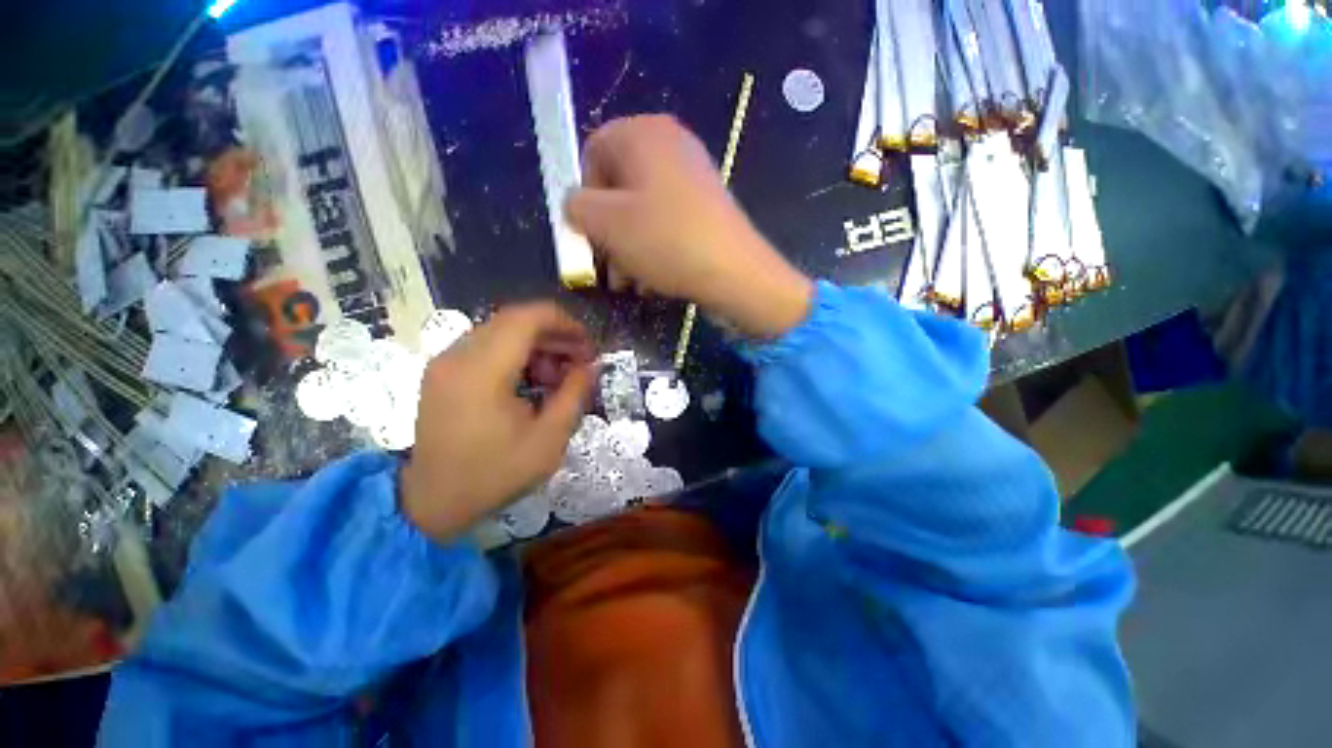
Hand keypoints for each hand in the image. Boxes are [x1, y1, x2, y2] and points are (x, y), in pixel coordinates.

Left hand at [400, 303, 593, 541]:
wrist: (433, 502)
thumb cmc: (496, 474)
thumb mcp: (549, 438)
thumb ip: (574, 394)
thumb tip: (592, 365)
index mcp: (483, 371)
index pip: (528, 318)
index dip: (565, 323)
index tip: (588, 345)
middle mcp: (459, 355)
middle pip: (515, 321)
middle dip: (555, 335)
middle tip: (579, 360)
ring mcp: (445, 362)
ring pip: (501, 331)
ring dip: (536, 344)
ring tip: (556, 375)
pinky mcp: (442, 372)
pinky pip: (485, 346)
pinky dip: (515, 354)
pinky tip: (529, 380)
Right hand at [565, 115, 814, 338]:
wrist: (733, 271)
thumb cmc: (665, 240)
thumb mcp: (605, 223)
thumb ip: (575, 206)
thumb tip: (577, 205)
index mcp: (642, 132)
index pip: (593, 152)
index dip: (585, 196)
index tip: (591, 233)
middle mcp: (670, 143)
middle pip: (619, 186)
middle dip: (609, 233)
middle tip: (610, 269)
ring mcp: (693, 174)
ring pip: (643, 210)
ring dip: (629, 248)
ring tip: (630, 283)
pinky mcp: (707, 204)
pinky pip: (667, 221)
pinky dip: (655, 247)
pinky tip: (653, 279)